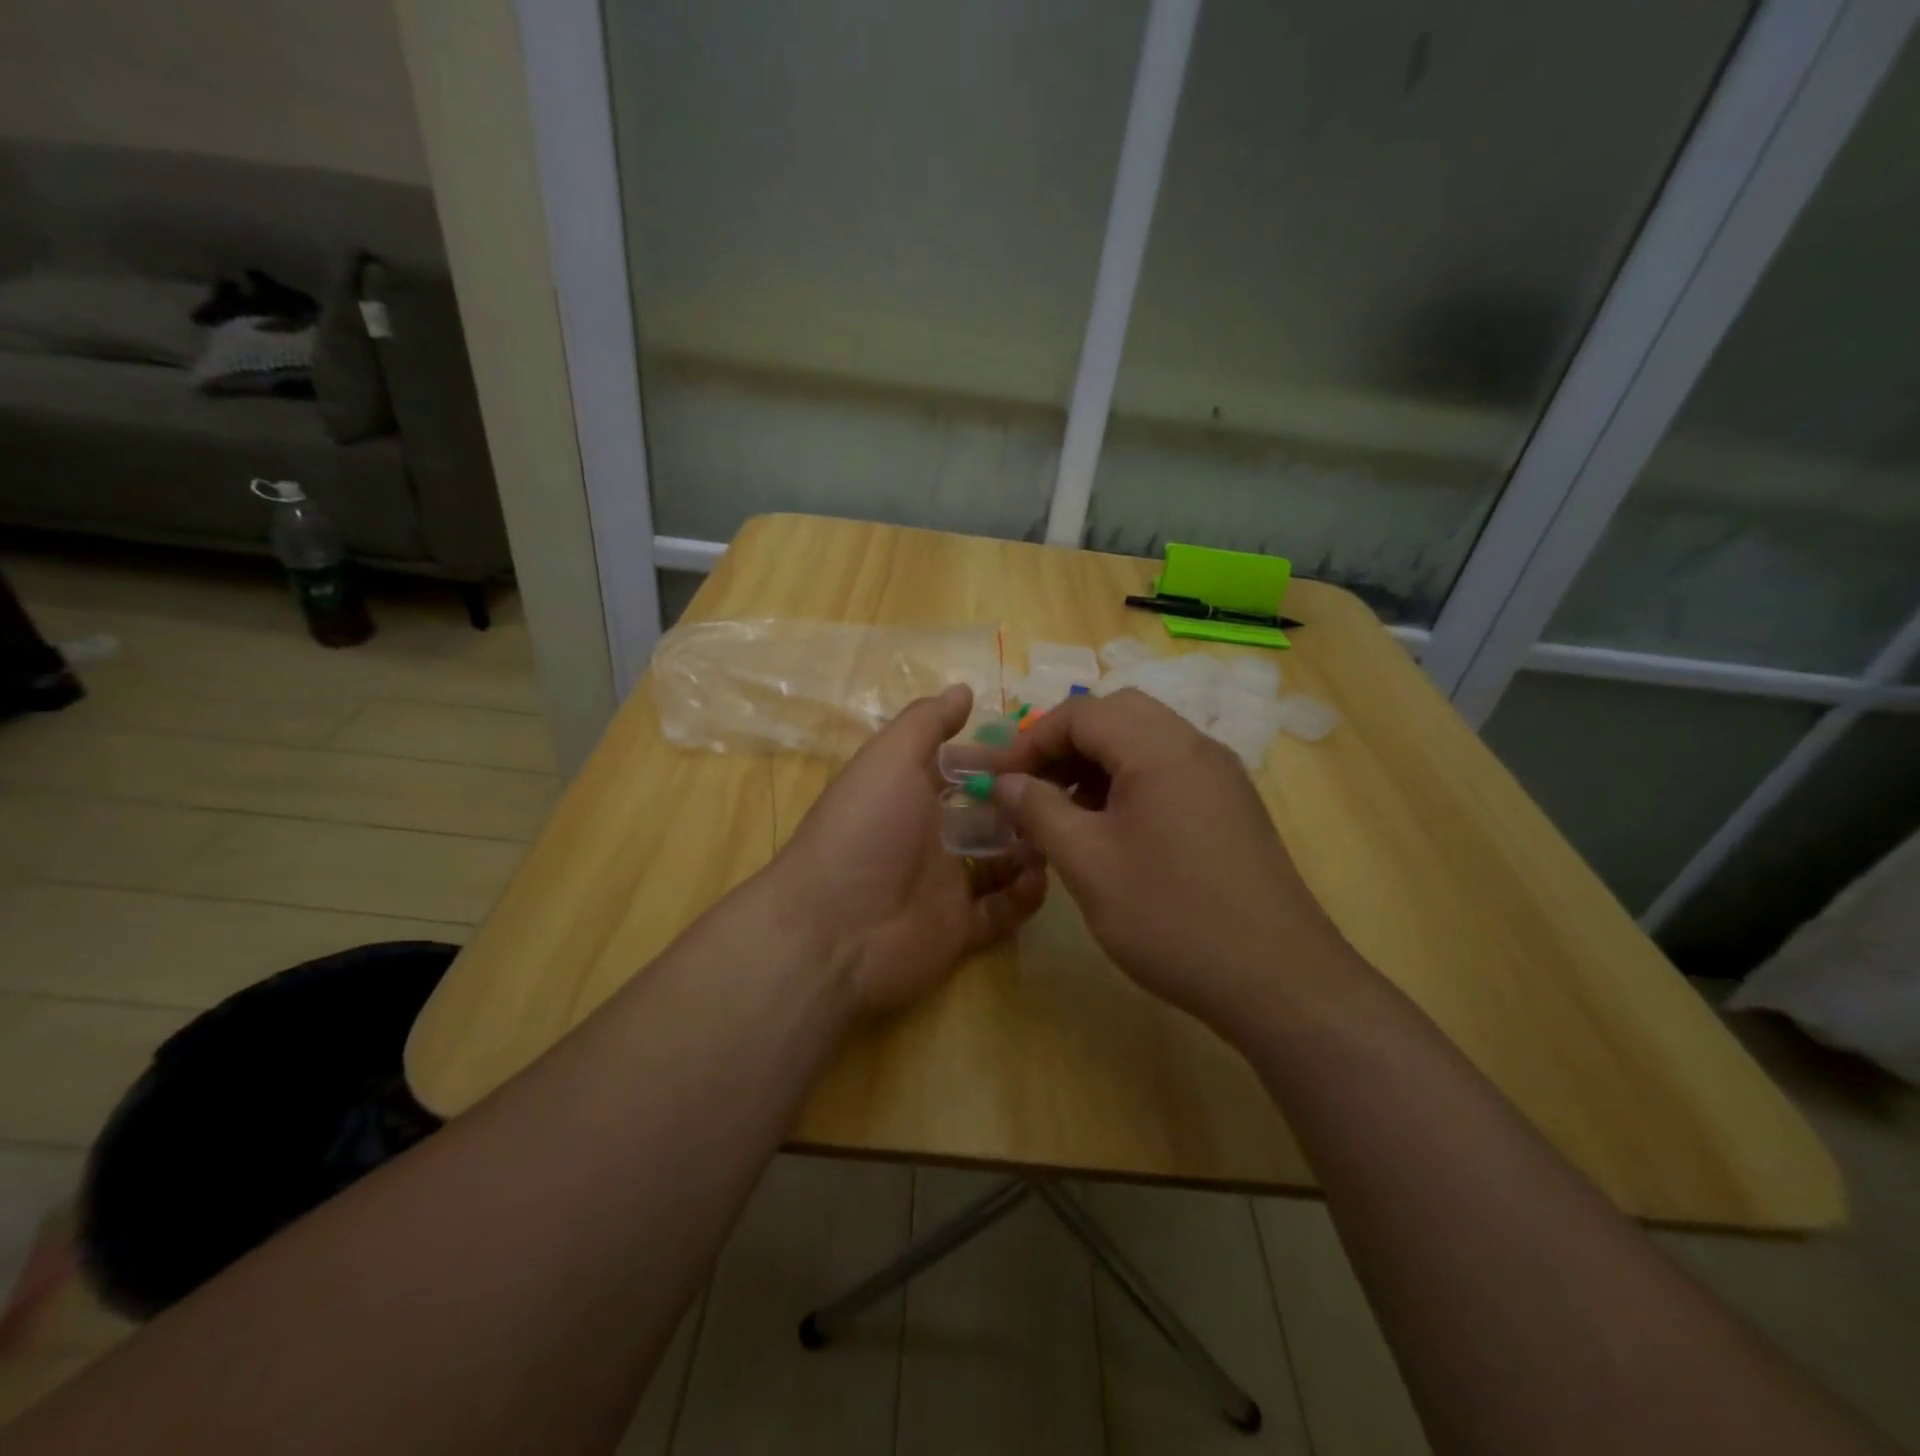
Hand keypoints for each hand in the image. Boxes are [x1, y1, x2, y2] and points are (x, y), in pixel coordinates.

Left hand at [771, 684, 1047, 1017]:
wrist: (833, 931)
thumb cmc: (864, 830)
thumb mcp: (889, 759)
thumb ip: (926, 723)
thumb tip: (964, 689)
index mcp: (911, 793)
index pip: (964, 768)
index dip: (1000, 758)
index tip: (1043, 750)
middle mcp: (929, 834)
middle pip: (989, 813)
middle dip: (1024, 804)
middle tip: (1065, 796)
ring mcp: (945, 884)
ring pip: (1002, 860)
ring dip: (1031, 846)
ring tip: (1057, 835)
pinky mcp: (960, 929)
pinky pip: (1003, 910)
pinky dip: (1024, 895)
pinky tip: (1037, 878)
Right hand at [993, 688, 1355, 1037]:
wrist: (1278, 980)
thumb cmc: (1171, 917)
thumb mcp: (1088, 863)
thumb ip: (1039, 811)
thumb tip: (1004, 782)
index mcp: (1160, 748)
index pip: (1081, 713)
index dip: (1031, 741)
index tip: (1001, 782)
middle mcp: (1195, 746)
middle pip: (1116, 715)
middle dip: (1065, 745)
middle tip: (1034, 789)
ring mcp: (1220, 775)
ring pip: (1144, 741)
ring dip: (1096, 763)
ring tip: (1064, 812)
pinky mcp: (1231, 805)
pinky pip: (1168, 770)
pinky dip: (1128, 782)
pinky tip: (1110, 829)